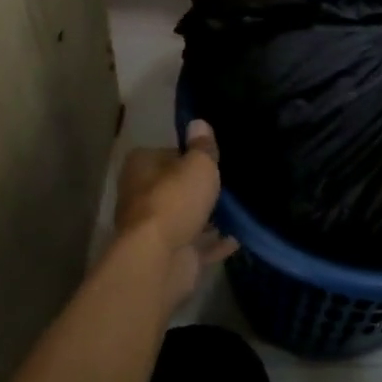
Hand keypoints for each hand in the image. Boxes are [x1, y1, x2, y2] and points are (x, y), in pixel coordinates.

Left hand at [106, 120, 234, 308]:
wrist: (160, 259)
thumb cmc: (175, 199)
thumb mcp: (198, 164)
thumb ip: (202, 145)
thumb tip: (198, 122)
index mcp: (142, 167)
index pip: (168, 154)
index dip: (190, 156)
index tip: (214, 159)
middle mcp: (142, 196)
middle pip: (176, 187)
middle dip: (199, 189)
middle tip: (230, 182)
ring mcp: (155, 229)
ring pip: (187, 217)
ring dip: (209, 217)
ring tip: (240, 209)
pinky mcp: (170, 256)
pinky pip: (198, 245)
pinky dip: (215, 242)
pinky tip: (238, 237)